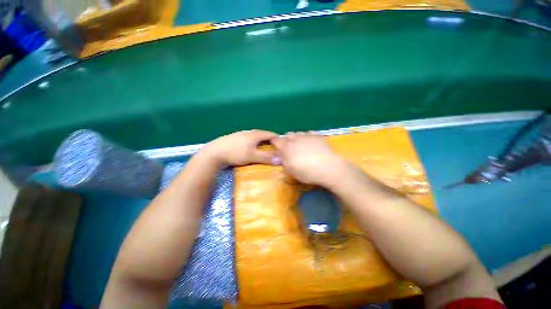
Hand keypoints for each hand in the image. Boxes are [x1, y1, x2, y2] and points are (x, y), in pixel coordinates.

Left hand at [203, 130, 278, 165]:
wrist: (214, 152)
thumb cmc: (236, 153)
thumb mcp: (252, 156)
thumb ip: (266, 157)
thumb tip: (280, 159)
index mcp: (255, 134)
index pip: (271, 134)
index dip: (278, 139)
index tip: (283, 146)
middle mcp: (249, 132)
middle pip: (263, 135)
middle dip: (270, 141)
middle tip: (275, 149)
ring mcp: (241, 134)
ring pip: (256, 137)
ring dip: (262, 142)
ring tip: (265, 149)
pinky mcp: (235, 138)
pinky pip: (249, 139)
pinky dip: (254, 143)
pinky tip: (251, 148)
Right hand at [271, 132, 348, 186]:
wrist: (328, 167)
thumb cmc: (307, 172)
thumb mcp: (291, 170)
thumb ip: (283, 161)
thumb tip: (277, 155)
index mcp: (287, 147)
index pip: (276, 140)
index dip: (275, 142)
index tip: (277, 147)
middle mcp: (295, 138)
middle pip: (287, 135)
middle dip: (287, 140)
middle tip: (291, 149)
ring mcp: (307, 135)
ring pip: (298, 133)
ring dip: (297, 138)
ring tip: (302, 146)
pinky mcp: (317, 135)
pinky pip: (309, 133)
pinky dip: (308, 137)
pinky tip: (312, 144)